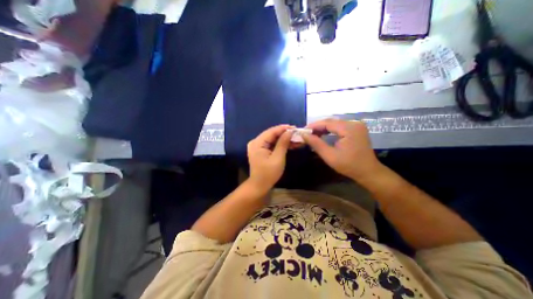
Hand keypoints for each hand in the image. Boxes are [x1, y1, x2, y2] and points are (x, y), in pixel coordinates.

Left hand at [246, 123, 292, 191]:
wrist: (259, 185)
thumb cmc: (269, 173)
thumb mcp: (278, 158)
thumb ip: (283, 143)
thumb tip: (290, 131)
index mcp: (257, 143)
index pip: (272, 131)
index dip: (284, 128)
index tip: (295, 127)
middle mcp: (255, 142)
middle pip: (272, 134)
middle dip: (285, 134)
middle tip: (297, 133)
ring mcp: (257, 146)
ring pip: (272, 139)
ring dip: (284, 139)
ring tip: (296, 139)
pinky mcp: (260, 150)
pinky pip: (271, 144)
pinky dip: (280, 144)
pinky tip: (290, 144)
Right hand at [304, 119, 382, 181]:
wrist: (368, 171)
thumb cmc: (349, 165)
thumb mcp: (329, 156)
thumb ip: (316, 143)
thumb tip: (304, 135)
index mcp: (349, 128)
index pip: (327, 123)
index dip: (314, 126)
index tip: (303, 130)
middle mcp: (354, 123)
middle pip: (331, 121)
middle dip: (318, 127)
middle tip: (306, 133)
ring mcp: (357, 125)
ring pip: (335, 123)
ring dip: (323, 128)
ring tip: (312, 134)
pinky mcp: (357, 129)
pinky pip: (340, 126)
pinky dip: (330, 130)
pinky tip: (323, 134)